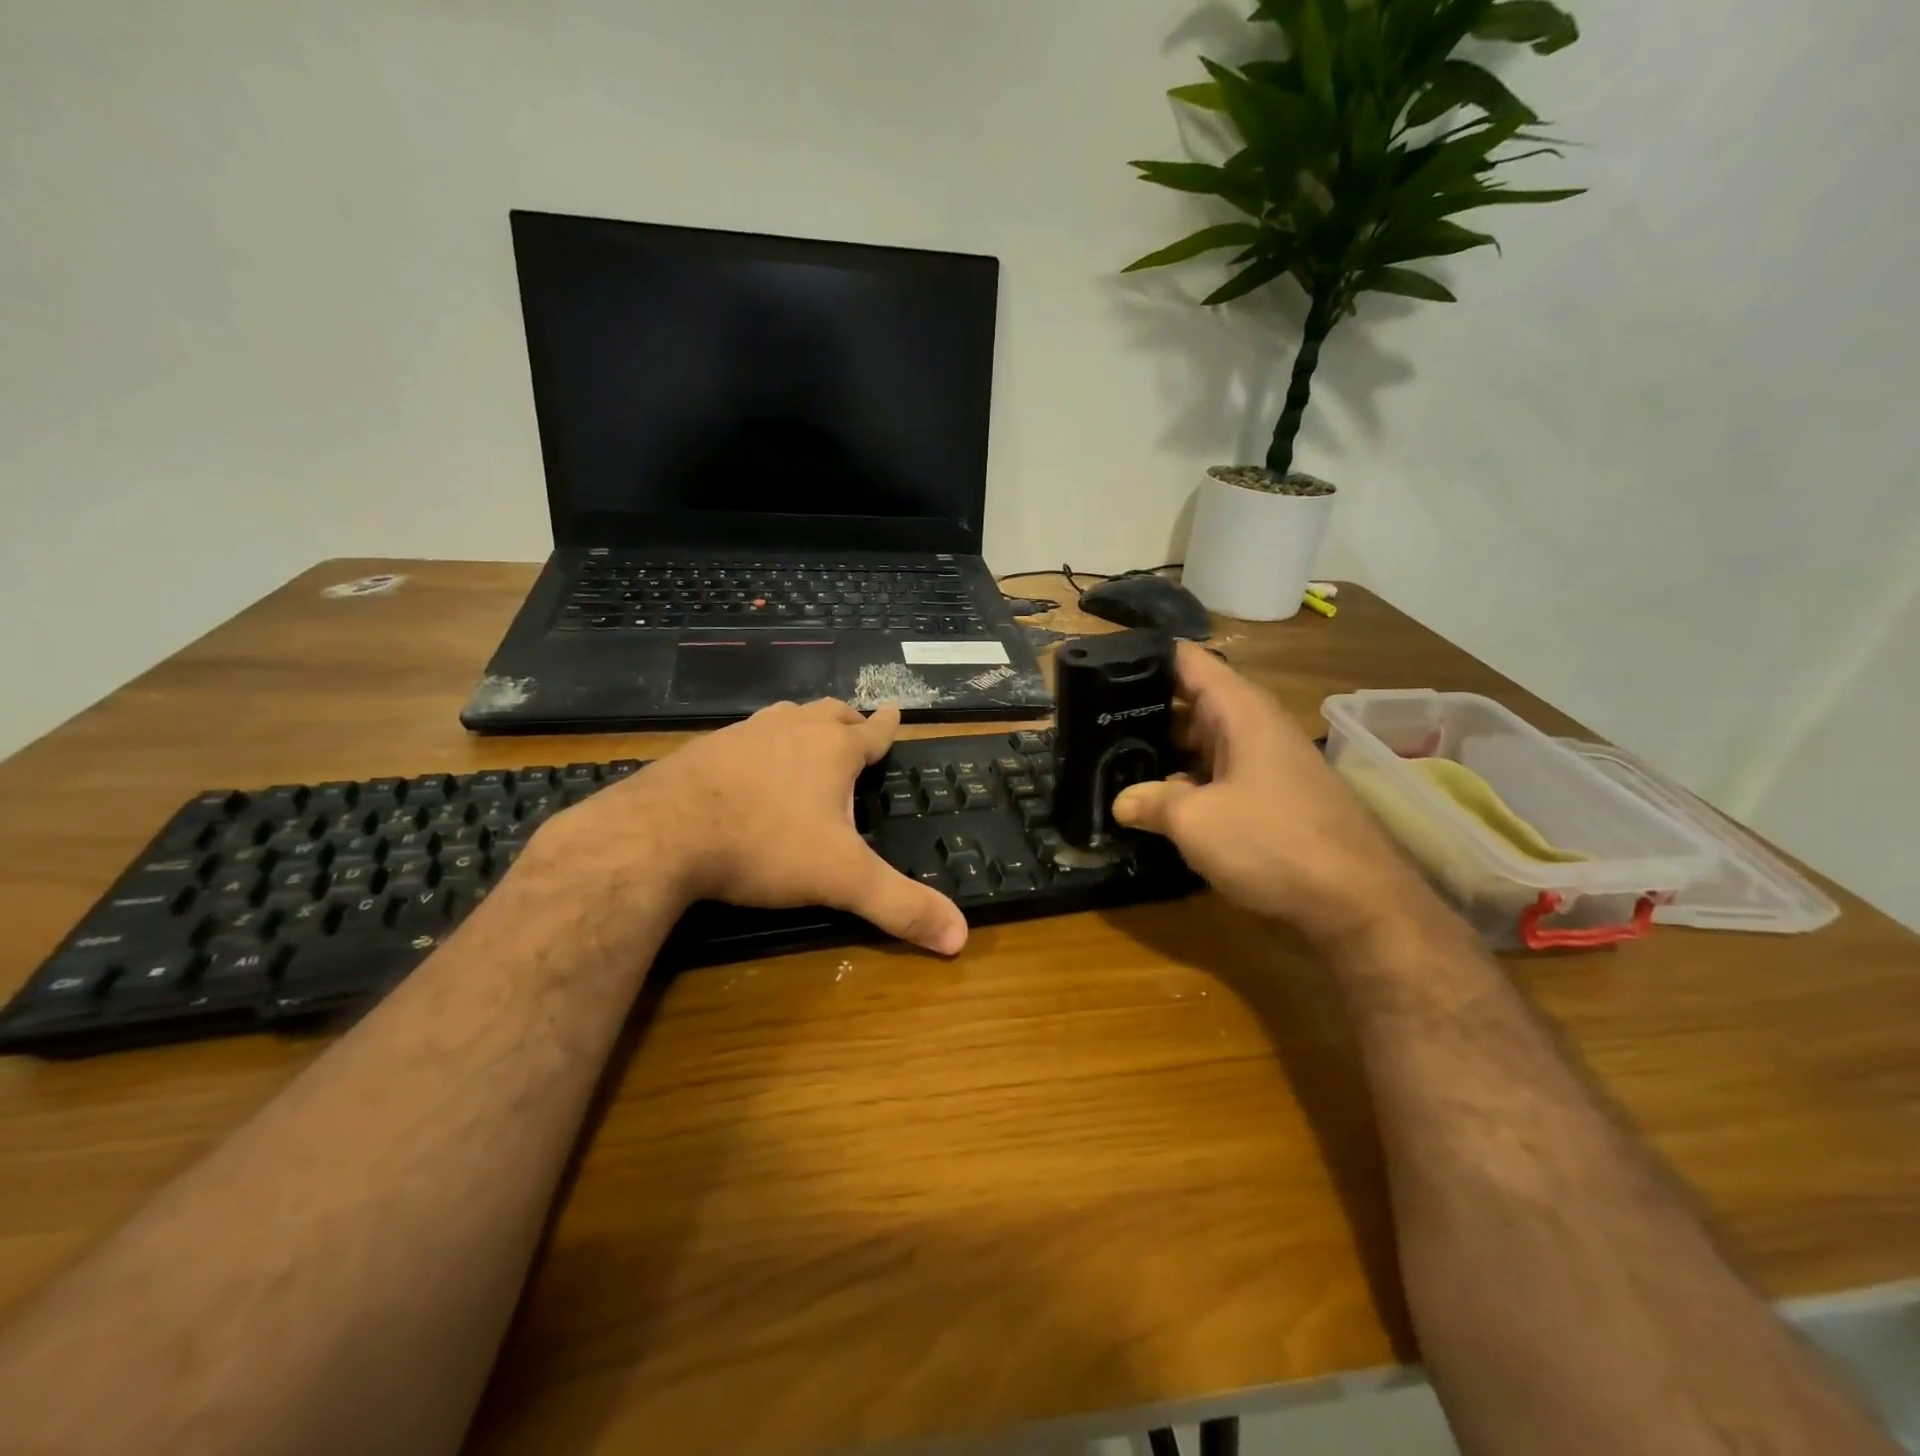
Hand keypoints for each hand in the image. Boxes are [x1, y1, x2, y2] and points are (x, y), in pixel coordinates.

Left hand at [558, 699, 968, 955]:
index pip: (873, 731)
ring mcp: (744, 734)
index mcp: (832, 750)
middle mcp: (792, 729)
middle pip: (829, 713)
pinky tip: (748, 768)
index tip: (897, 711)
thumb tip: (960, 938)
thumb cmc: (766, 845)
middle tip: (856, 730)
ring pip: (785, 717)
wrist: (662, 833)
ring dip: (802, 725)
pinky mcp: (705, 749)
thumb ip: (900, 906)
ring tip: (806, 740)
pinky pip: (744, 737)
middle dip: (848, 720)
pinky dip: (759, 745)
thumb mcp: (842, 879)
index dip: (889, 725)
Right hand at [1113, 644, 1424, 948]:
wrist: (1358, 903)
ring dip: (1162, 753)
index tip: (1098, 669)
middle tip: (1090, 724)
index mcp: (1240, 711)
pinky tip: (1153, 803)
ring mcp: (1265, 763)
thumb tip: (1121, 802)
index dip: (1143, 658)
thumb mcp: (1196, 822)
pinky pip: (1218, 775)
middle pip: (1190, 701)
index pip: (1186, 660)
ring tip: (1108, 761)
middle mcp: (1254, 726)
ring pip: (1202, 743)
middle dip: (1142, 711)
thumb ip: (1151, 802)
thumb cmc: (1273, 843)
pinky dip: (1186, 782)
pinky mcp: (1270, 797)